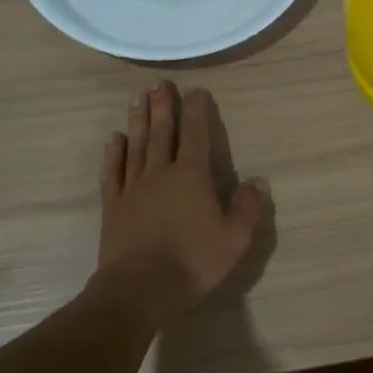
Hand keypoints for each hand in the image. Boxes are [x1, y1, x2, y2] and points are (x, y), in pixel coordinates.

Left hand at [97, 81, 271, 318]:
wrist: (139, 288)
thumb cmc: (192, 262)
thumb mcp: (234, 239)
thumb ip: (248, 207)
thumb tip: (259, 180)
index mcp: (191, 177)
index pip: (196, 135)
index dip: (196, 111)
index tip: (195, 90)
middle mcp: (161, 173)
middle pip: (162, 132)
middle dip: (163, 106)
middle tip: (159, 84)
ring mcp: (133, 188)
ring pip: (136, 146)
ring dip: (138, 121)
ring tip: (138, 99)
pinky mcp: (113, 206)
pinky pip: (113, 172)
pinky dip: (113, 153)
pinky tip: (114, 139)